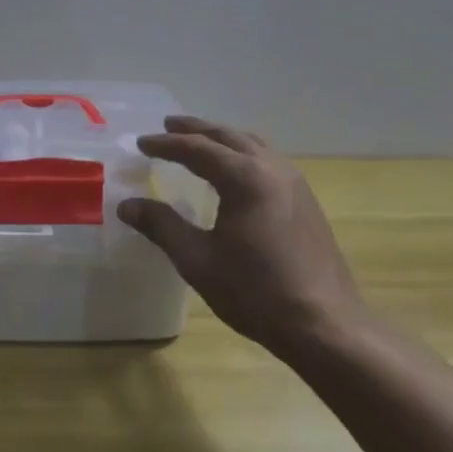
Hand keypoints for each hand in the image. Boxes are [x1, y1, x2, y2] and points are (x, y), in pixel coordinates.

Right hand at [117, 116, 362, 353]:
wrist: (325, 326)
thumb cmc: (255, 292)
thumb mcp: (198, 260)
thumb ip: (162, 226)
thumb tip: (127, 205)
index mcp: (244, 178)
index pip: (197, 149)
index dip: (166, 144)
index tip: (141, 143)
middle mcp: (272, 169)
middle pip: (228, 136)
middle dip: (196, 129)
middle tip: (168, 125)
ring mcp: (295, 184)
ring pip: (253, 145)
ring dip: (222, 139)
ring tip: (200, 142)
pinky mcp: (306, 202)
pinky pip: (268, 161)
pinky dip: (243, 154)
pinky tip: (235, 173)